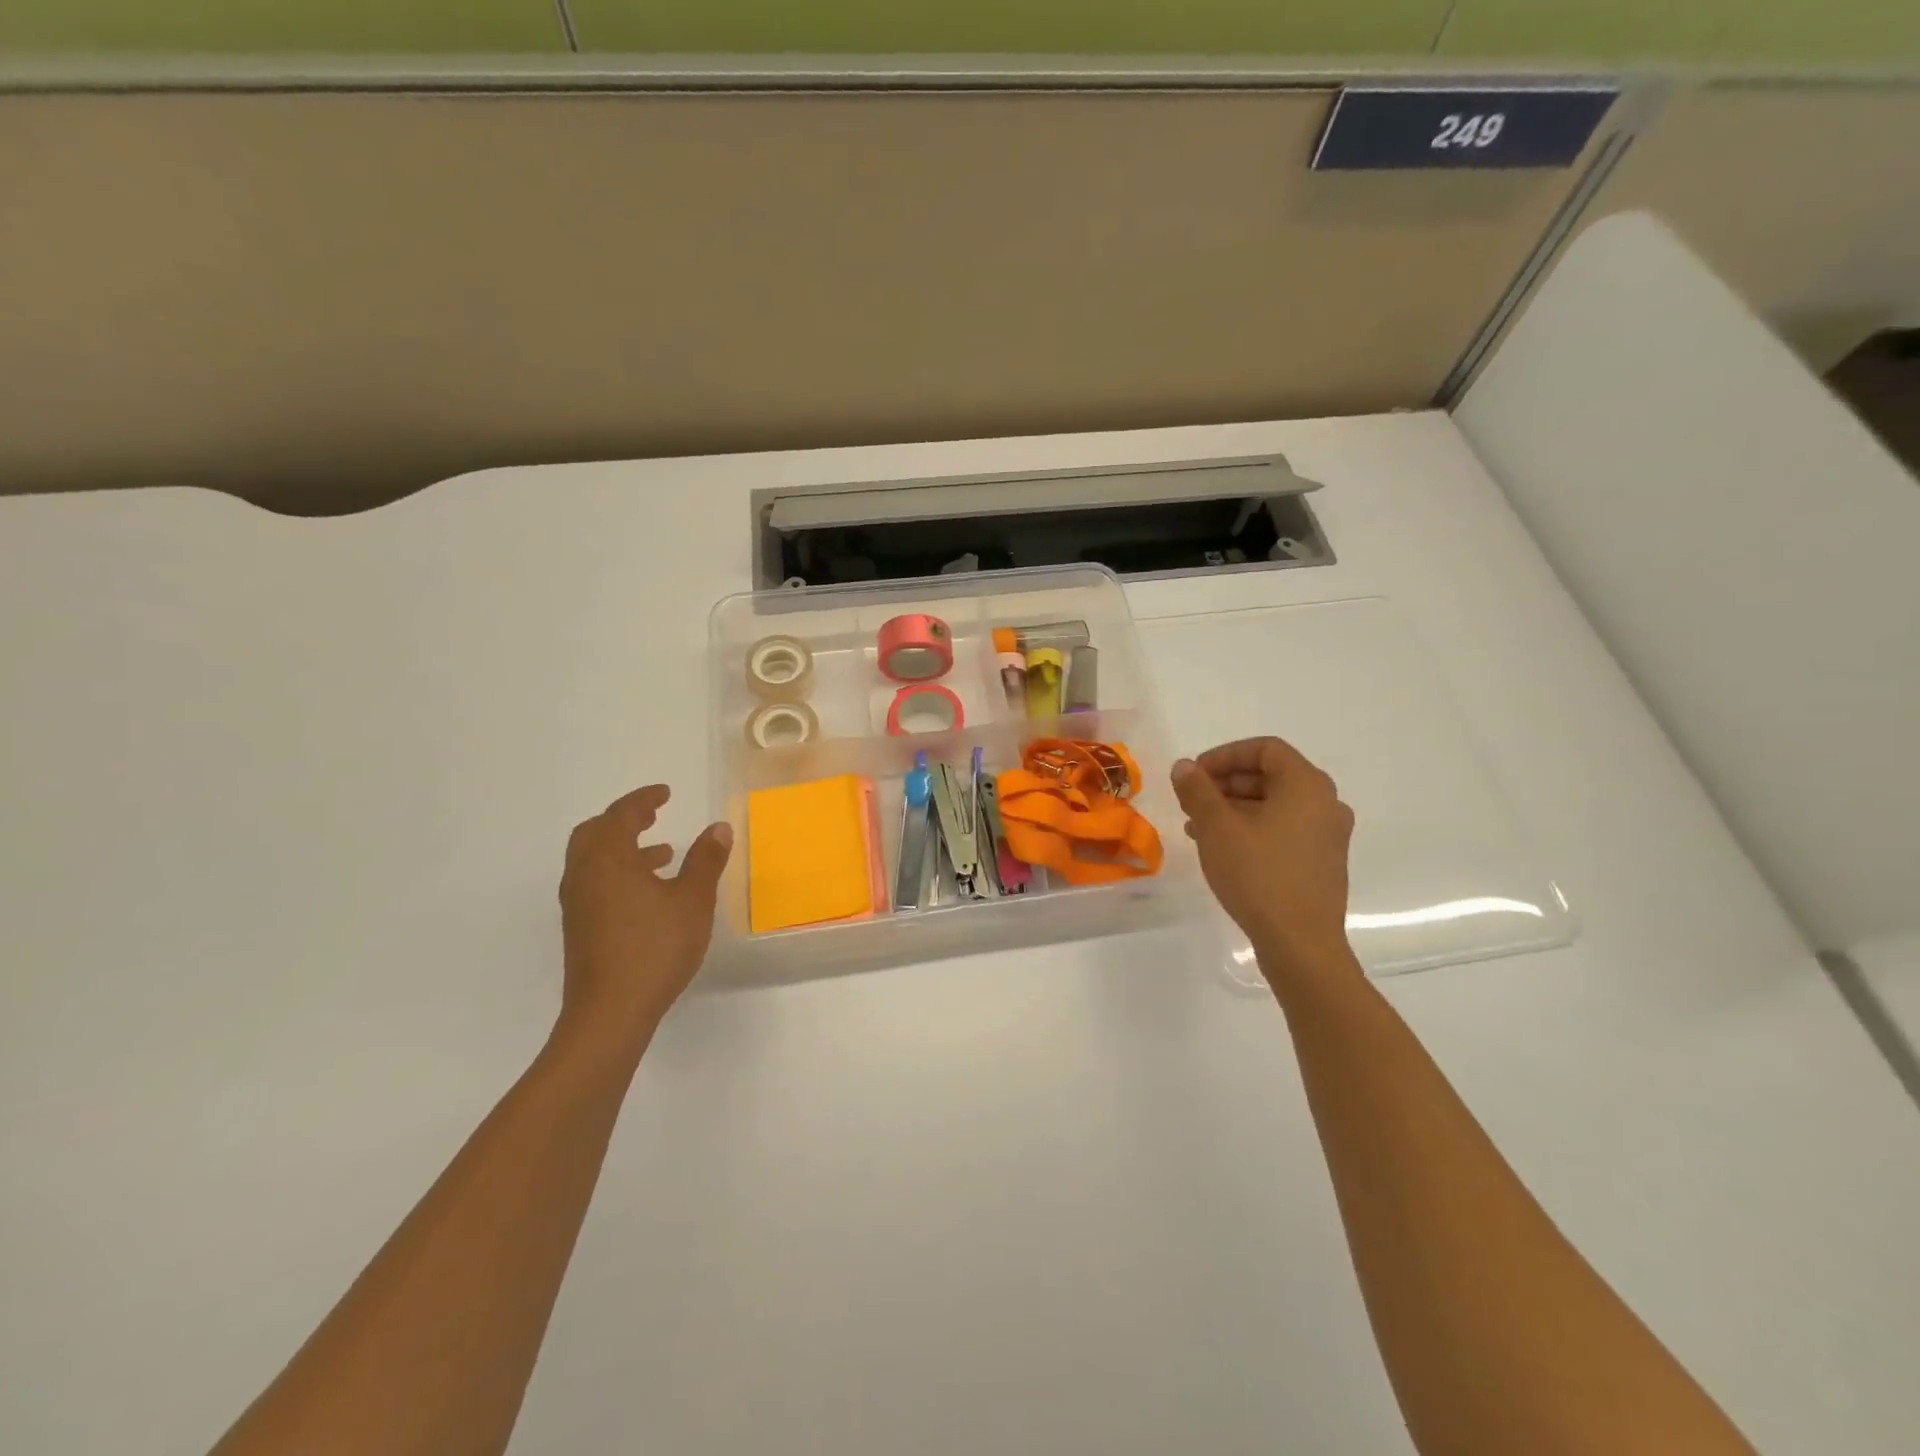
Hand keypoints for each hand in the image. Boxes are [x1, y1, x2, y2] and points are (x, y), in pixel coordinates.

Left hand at [557, 785, 732, 1052]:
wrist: (609, 1013)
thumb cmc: (654, 949)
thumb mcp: (692, 901)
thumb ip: (705, 861)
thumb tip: (718, 828)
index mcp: (608, 860)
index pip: (621, 815)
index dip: (644, 799)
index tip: (666, 793)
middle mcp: (584, 875)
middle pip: (595, 832)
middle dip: (624, 819)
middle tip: (653, 815)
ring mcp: (577, 904)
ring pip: (592, 860)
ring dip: (623, 848)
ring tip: (662, 854)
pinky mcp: (579, 928)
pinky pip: (594, 882)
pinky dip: (618, 872)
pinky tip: (649, 894)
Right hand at [1171, 737, 1356, 982]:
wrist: (1300, 943)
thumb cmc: (1258, 874)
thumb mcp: (1217, 827)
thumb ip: (1197, 790)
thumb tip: (1184, 766)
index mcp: (1306, 784)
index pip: (1265, 748)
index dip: (1225, 755)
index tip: (1194, 775)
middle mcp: (1325, 803)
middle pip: (1271, 775)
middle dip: (1225, 784)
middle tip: (1191, 801)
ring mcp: (1328, 835)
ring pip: (1275, 805)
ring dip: (1235, 808)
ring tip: (1198, 827)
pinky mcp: (1323, 862)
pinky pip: (1284, 829)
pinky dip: (1253, 828)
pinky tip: (1224, 849)